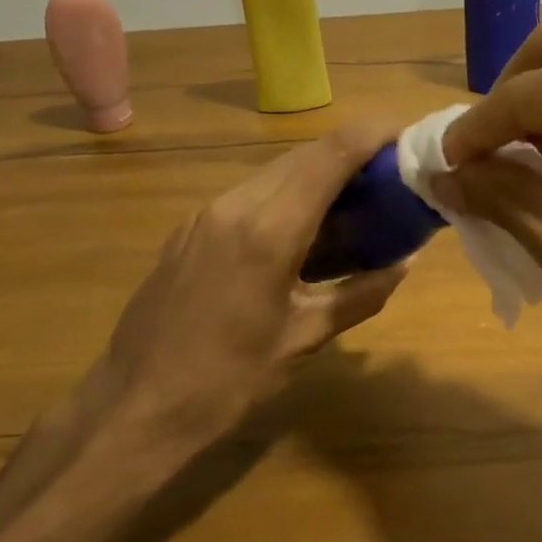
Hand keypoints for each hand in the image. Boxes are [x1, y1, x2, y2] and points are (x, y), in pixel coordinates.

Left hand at [79, 122, 408, 463]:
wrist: (136, 407)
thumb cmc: (229, 381)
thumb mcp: (304, 338)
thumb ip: (360, 294)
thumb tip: (404, 265)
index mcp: (269, 231)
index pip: (330, 156)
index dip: (371, 134)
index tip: (405, 134)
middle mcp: (235, 206)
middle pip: (303, 156)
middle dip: (350, 153)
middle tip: (388, 173)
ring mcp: (205, 215)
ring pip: (273, 172)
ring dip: (316, 175)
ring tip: (352, 202)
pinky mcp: (189, 230)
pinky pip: (248, 195)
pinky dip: (285, 196)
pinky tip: (301, 230)